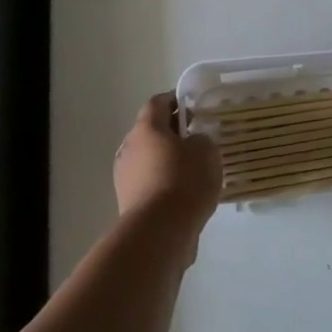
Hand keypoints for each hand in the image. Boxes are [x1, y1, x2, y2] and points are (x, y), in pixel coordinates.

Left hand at [114, 94, 222, 255]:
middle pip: (151, 131)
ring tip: (193, 169)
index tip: (193, 106)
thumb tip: (193, 143)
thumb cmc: (184, 181)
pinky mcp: (128, 202)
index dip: (175, 100)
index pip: (157, 102)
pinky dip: (164, 182)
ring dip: (167, 160)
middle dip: (172, 132)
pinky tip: (184, 194)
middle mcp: (130, 148)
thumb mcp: (206, 151)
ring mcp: (125, 176)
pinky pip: (149, 183)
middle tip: (196, 138)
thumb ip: (201, 139)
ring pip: (149, 158)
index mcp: (146, 128)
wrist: (159, 232)